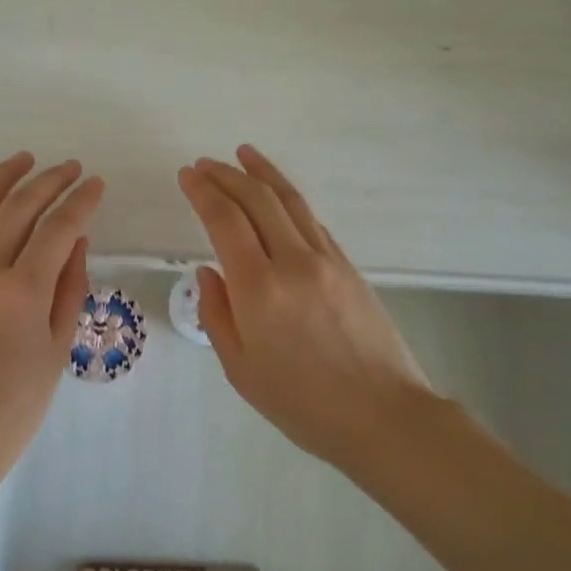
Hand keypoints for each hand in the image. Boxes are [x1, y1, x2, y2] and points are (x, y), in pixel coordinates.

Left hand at [0, 152, 102, 482]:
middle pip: (17, 209)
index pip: (57, 228)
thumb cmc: (15, 405)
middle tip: (70, 167)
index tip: (96, 183)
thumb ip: (69, 287)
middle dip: (48, 181)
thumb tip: (77, 240)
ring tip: (24, 160)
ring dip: (2, 180)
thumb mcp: (57, 348)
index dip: (80, 201)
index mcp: (21, 292)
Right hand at [177, 145, 434, 466]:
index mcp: (258, 288)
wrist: (384, 416)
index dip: (203, 191)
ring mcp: (327, 260)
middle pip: (257, 199)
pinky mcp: (349, 266)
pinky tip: (279, 198)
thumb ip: (217, 314)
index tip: (187, 175)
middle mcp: (293, 261)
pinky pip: (312, 222)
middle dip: (227, 174)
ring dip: (263, 173)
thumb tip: (208, 272)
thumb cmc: (302, 404)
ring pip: (290, 201)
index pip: (224, 220)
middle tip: (205, 163)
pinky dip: (289, 201)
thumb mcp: (241, 369)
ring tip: (243, 153)